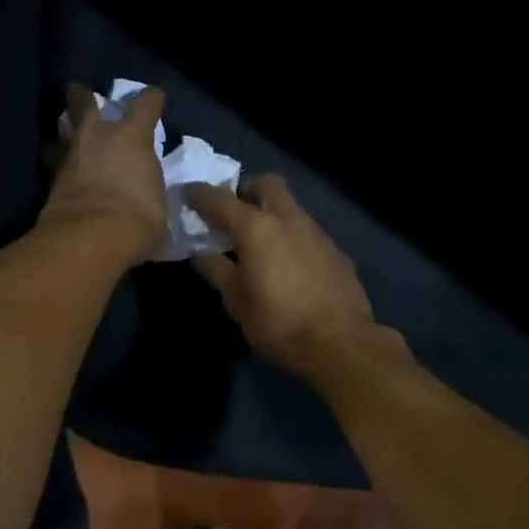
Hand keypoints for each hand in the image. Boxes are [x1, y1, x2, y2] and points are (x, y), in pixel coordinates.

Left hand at [39, 84, 168, 265]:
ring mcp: (69, 155)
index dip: (152, 99)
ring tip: (69, 140)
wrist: (90, 238)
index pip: (146, 104)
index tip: (155, 98)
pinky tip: (63, 175)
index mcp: (132, 136)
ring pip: (61, 131)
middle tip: (81, 94)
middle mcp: (97, 135)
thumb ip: (151, 190)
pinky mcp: (50, 180)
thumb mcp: (158, 204)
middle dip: (82, 96)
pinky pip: (54, 164)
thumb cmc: (137, 218)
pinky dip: (59, 166)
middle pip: (83, 101)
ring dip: (65, 134)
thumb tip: (149, 195)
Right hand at [184, 175, 382, 377]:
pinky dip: (292, 237)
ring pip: (291, 206)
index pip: (220, 200)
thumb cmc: (278, 323)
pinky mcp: (336, 251)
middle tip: (234, 210)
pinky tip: (289, 264)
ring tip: (260, 241)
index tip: (187, 193)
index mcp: (257, 228)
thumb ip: (215, 270)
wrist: (341, 343)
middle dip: (247, 189)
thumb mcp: (236, 301)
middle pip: (267, 184)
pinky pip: (308, 232)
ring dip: (273, 212)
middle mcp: (289, 219)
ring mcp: (317, 233)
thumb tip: (199, 252)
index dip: (200, 194)